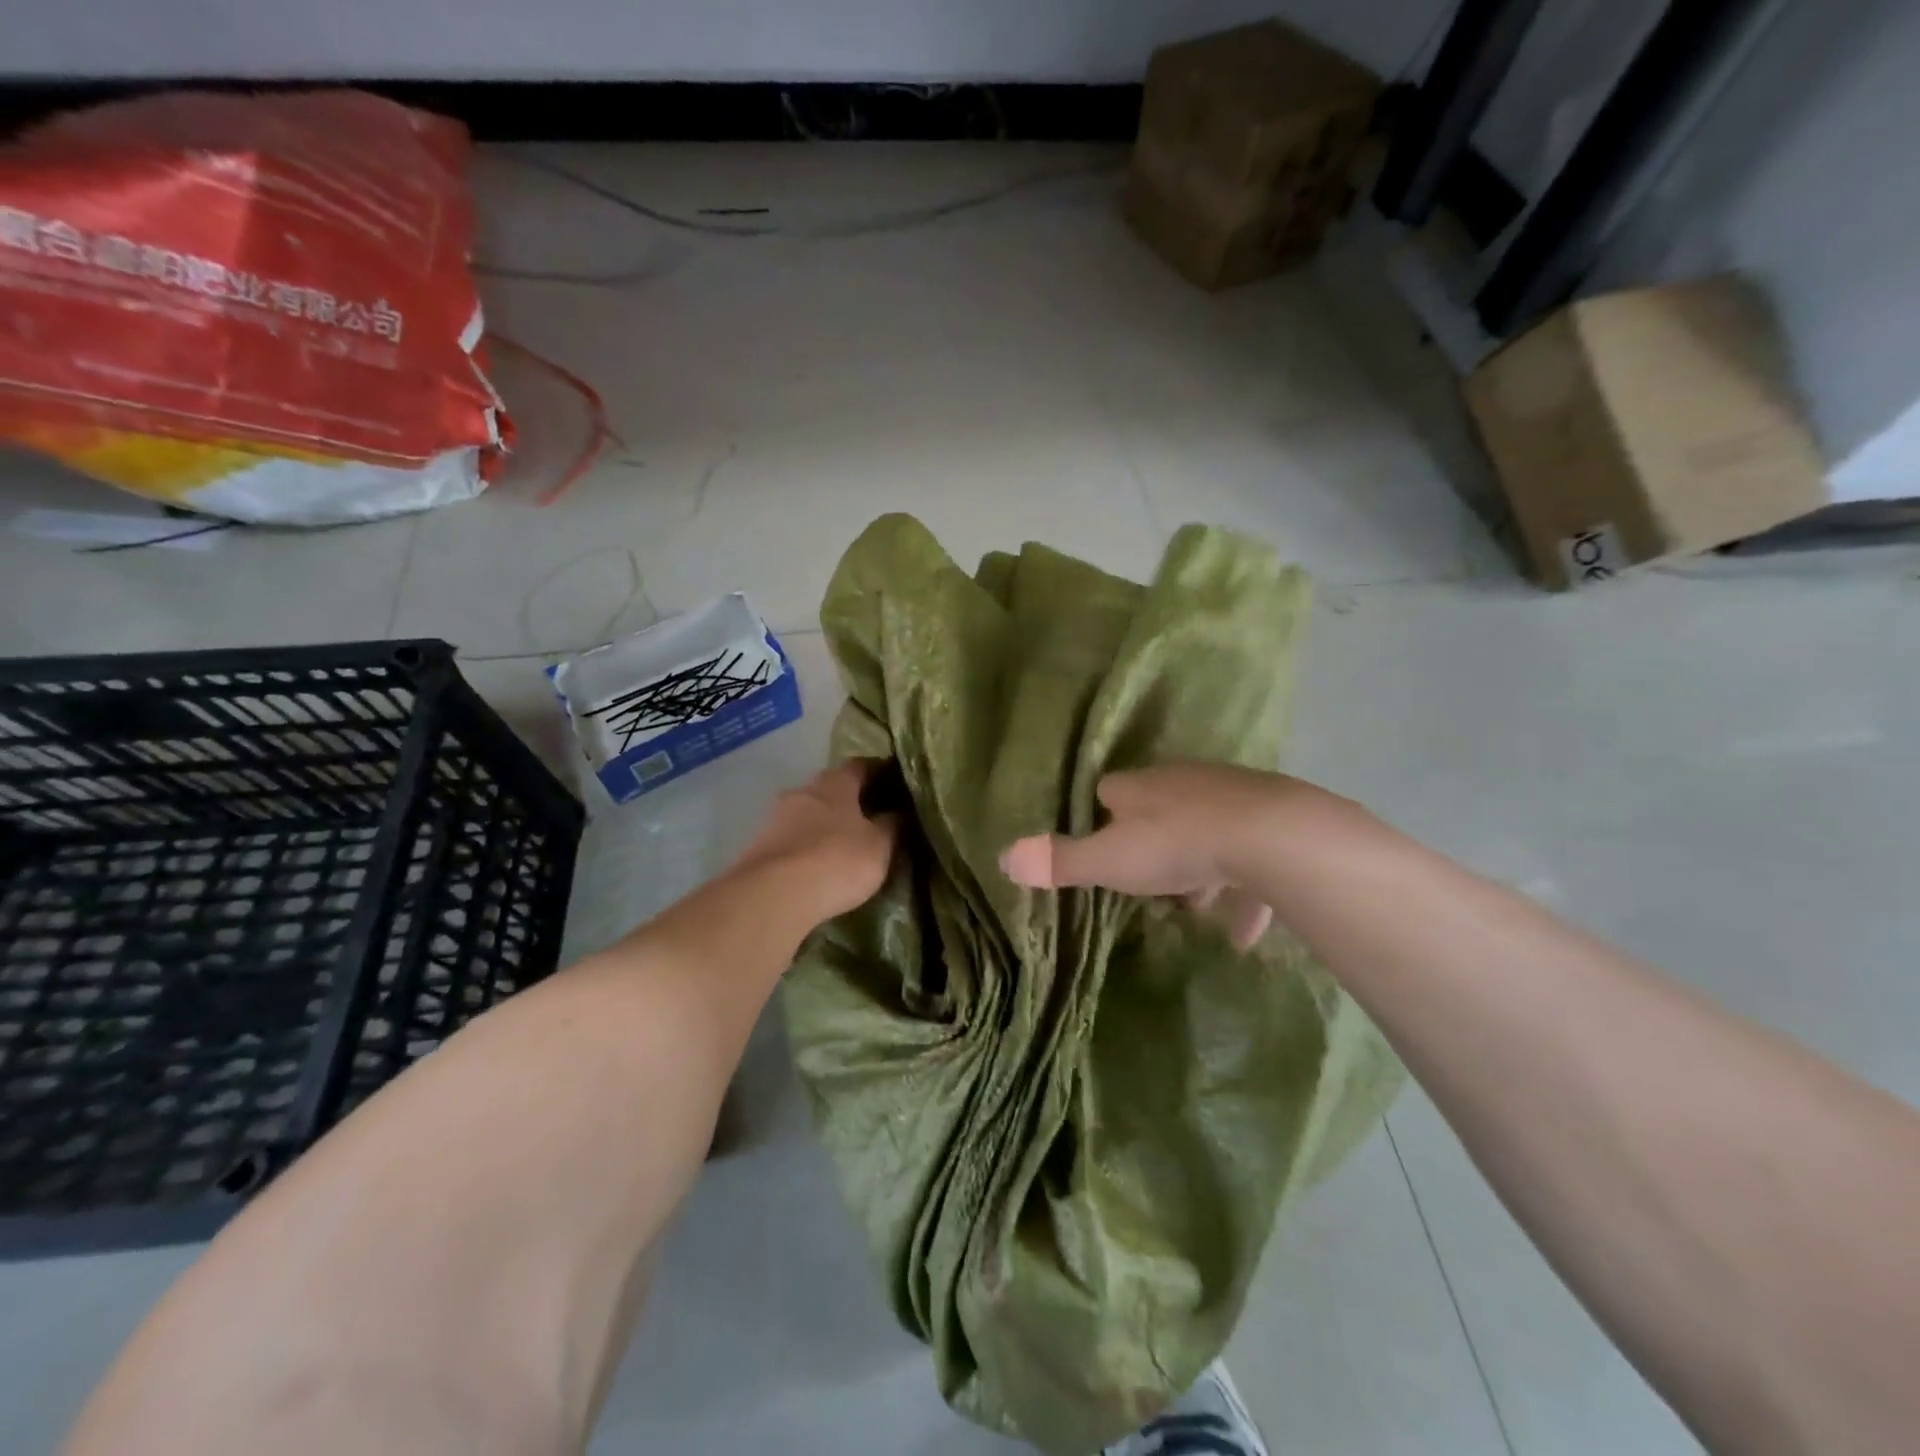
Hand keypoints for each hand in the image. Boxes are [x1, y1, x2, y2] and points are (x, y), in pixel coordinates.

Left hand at [733, 760, 900, 921]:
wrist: (774, 895)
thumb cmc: (837, 860)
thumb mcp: (879, 846)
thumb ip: (891, 826)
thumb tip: (898, 813)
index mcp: (834, 783)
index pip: (860, 765)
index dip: (879, 772)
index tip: (895, 784)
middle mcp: (803, 790)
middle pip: (831, 789)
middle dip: (850, 801)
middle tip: (871, 819)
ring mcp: (776, 818)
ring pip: (809, 814)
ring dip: (825, 826)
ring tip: (845, 846)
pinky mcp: (760, 847)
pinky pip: (792, 840)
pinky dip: (807, 848)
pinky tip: (819, 866)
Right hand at [1000, 764, 1323, 950]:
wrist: (1269, 836)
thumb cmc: (1176, 846)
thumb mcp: (1109, 860)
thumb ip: (1060, 861)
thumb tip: (1003, 856)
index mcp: (1138, 788)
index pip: (1109, 792)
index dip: (1100, 818)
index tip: (1100, 848)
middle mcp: (1181, 782)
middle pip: (1158, 812)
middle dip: (1151, 846)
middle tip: (1147, 887)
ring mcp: (1228, 796)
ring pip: (1204, 833)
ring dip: (1197, 870)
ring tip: (1195, 908)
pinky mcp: (1267, 818)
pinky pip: (1249, 858)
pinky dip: (1243, 893)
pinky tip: (1244, 931)